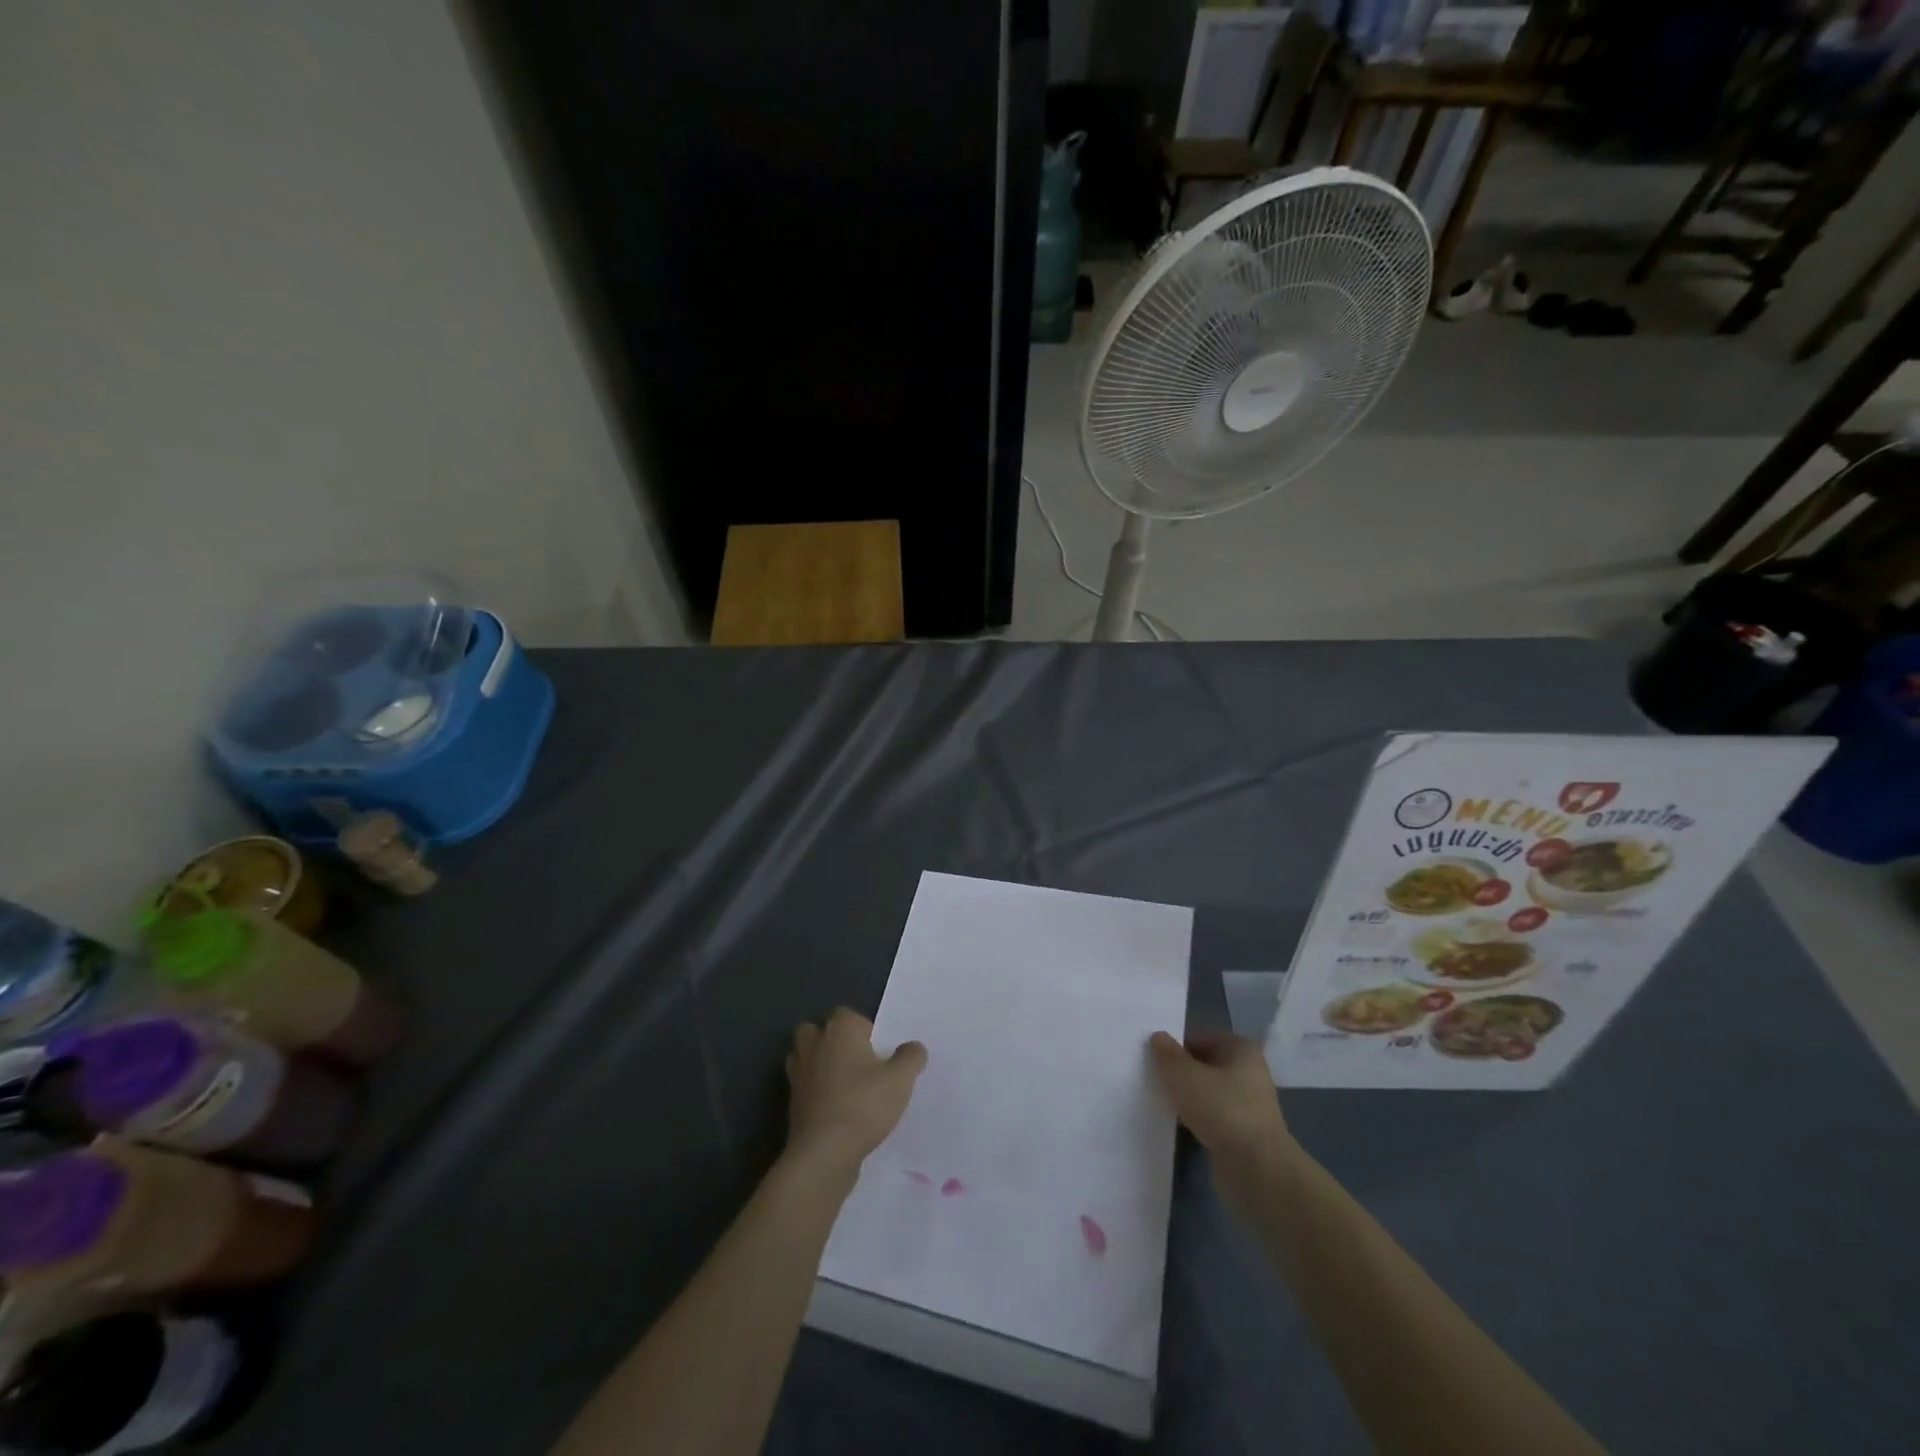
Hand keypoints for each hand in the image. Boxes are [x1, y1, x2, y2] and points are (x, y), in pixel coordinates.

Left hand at [784, 1009, 926, 1181]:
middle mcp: (814, 1043)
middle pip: (818, 1030)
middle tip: (857, 1061)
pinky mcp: (792, 1100)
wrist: (824, 1152)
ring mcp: (798, 1072)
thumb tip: (913, 1047)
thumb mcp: (900, 1080)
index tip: (878, 1051)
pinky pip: (804, 1084)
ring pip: (805, 1055)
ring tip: (844, 1082)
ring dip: (819, 1063)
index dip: (864, 1029)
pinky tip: (834, 1105)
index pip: (848, 1014)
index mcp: (840, 1029)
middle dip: (833, 1040)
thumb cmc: (863, 1104)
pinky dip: (814, 1089)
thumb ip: (910, 1057)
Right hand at [1148, 1030, 1290, 1168]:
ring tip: (1162, 1101)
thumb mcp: (1184, 1075)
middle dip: (1183, 1071)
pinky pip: (1215, 1117)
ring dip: (1189, 1097)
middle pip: (1207, 1065)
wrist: (1256, 1169)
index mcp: (1242, 1049)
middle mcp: (1250, 1073)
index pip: (1203, 1037)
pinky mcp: (1245, 1134)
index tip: (1154, 1057)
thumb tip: (1158, 1037)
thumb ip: (1168, 1055)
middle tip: (1154, 1077)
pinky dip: (1199, 1119)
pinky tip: (1180, 1124)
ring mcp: (1250, 1106)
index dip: (1178, 1045)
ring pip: (1210, 1093)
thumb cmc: (1222, 1109)